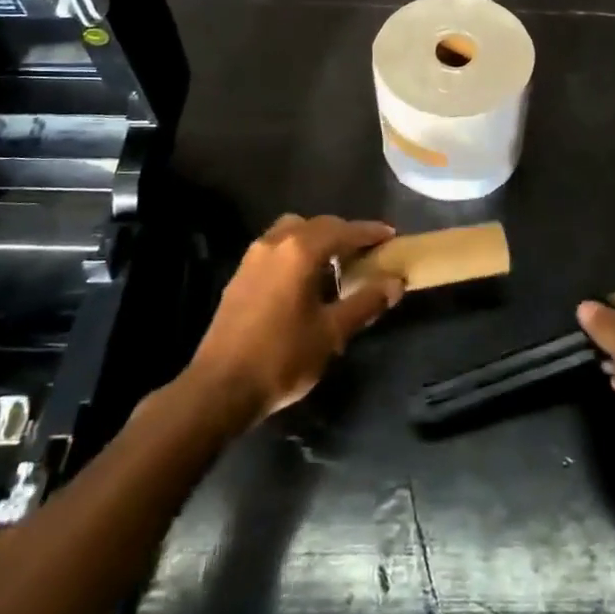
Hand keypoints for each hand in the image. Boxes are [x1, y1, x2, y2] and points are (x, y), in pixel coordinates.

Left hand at [184, 214, 403, 428]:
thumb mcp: (331, 332)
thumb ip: (366, 302)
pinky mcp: (240, 275)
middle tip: (368, 250)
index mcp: (301, 250)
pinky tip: (306, 280)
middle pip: (318, 225)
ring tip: (336, 264)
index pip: (344, 230)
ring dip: (317, 239)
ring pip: (293, 232)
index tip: (391, 236)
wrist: (219, 388)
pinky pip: (277, 247)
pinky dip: (297, 251)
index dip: (370, 232)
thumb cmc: (282, 357)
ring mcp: (253, 257)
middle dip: (344, 233)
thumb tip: (395, 283)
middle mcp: (276, 242)